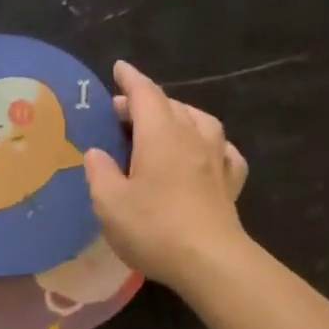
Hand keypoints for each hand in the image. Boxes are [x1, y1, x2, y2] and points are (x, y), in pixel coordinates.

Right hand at [83, 60, 249, 291]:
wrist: (210, 260)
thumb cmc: (153, 228)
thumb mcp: (110, 203)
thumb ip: (100, 173)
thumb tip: (97, 153)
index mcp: (160, 135)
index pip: (144, 94)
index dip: (130, 80)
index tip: (119, 68)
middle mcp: (192, 137)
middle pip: (171, 106)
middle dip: (147, 102)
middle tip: (124, 112)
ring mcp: (216, 159)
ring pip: (202, 122)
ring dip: (181, 116)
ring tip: (167, 125)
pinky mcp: (231, 184)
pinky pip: (224, 151)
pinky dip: (212, 145)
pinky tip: (208, 153)